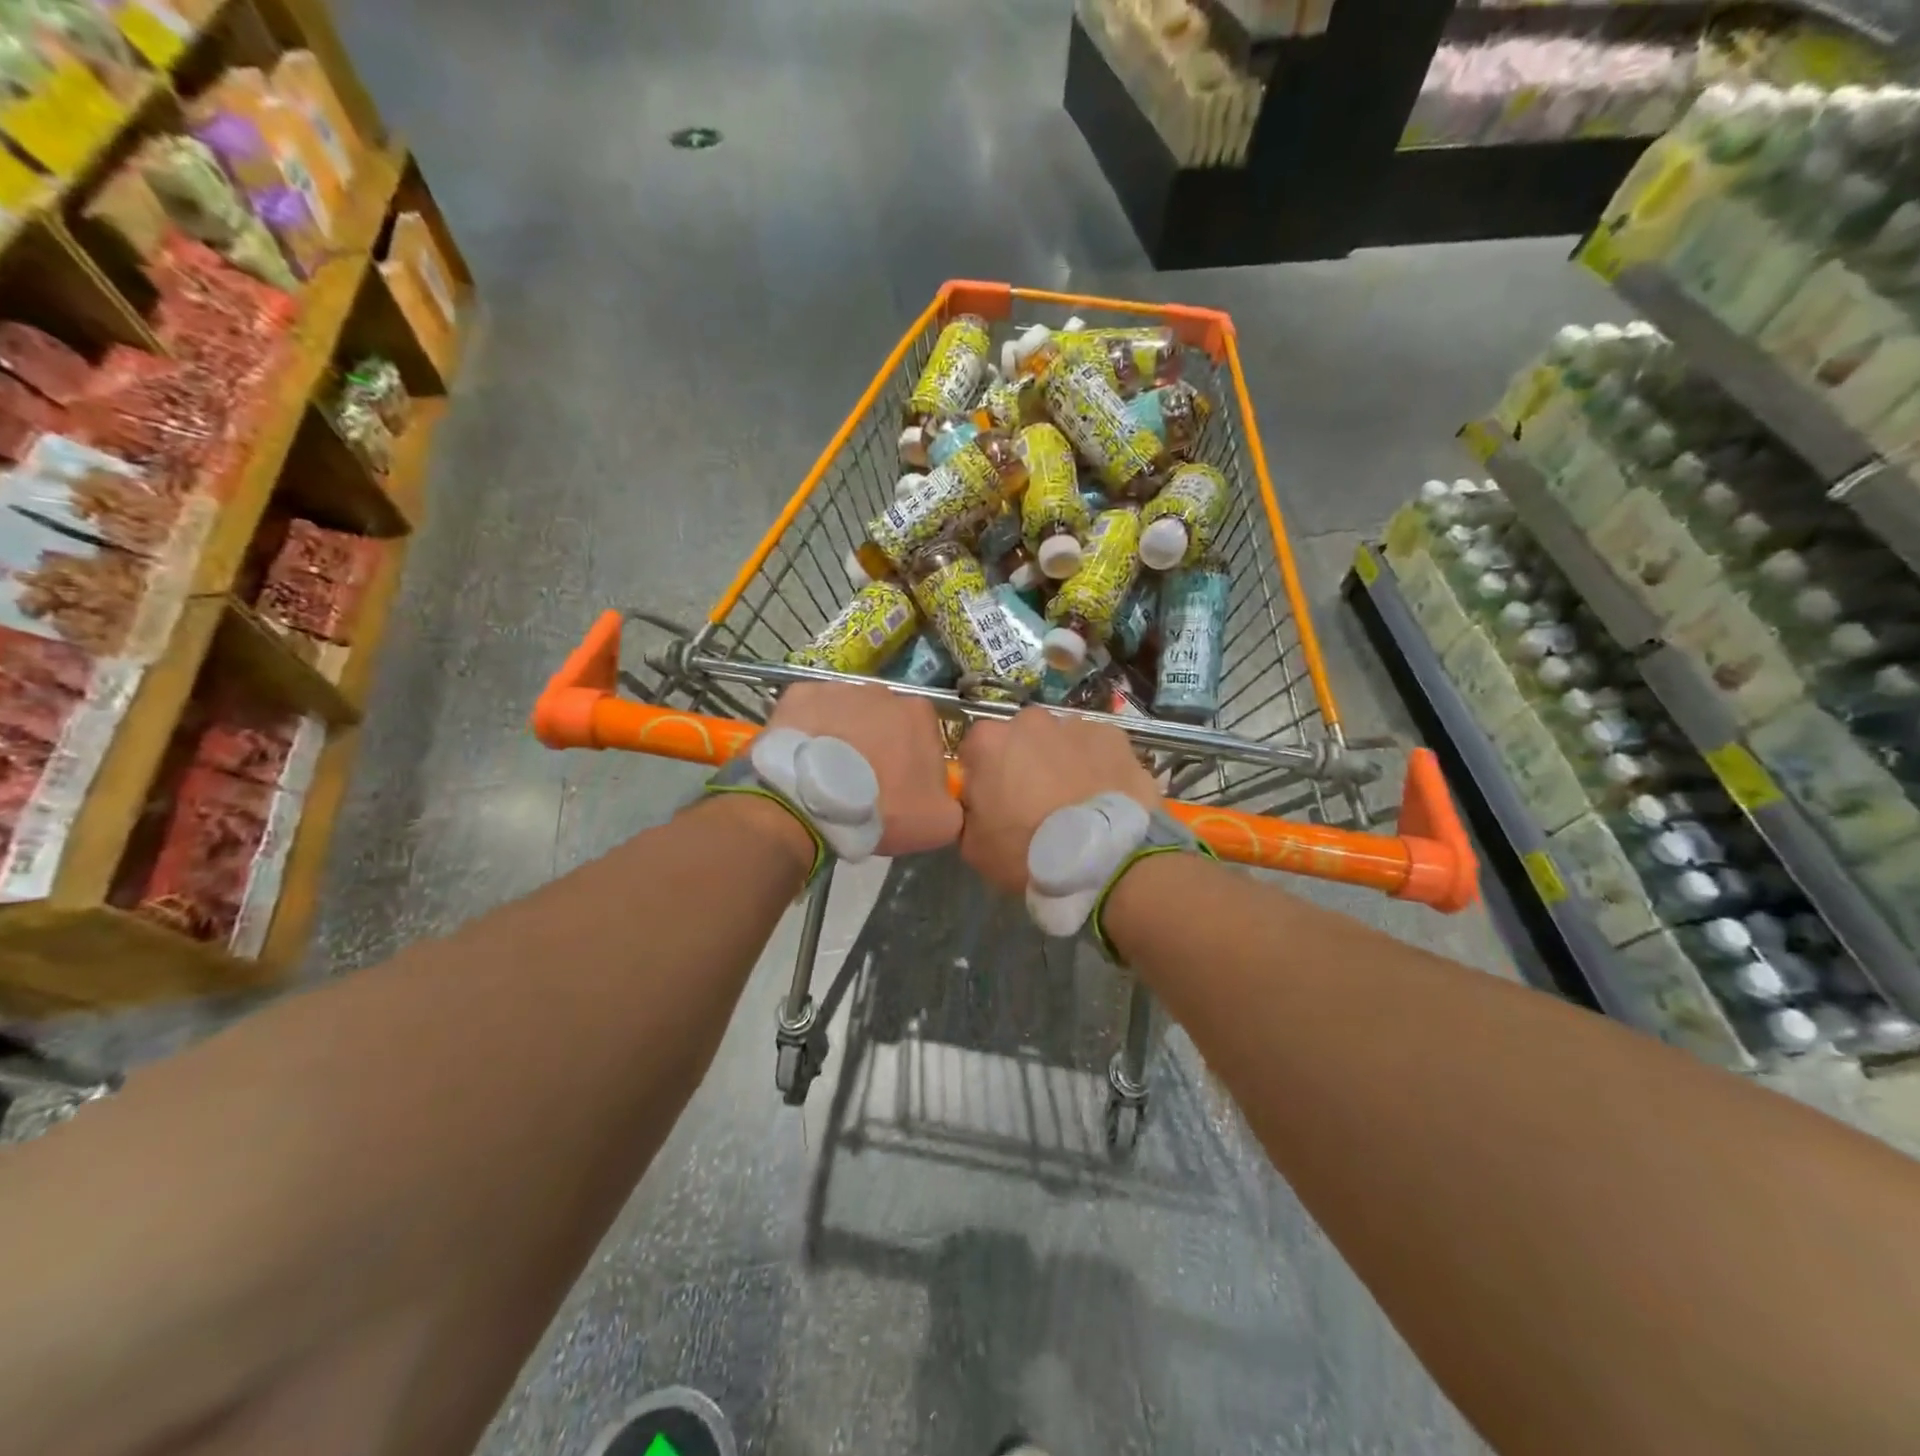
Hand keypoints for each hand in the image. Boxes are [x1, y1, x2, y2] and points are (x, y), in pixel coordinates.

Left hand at [766, 681, 960, 855]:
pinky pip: (811, 711)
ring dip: (845, 736)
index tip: (900, 788)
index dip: (914, 762)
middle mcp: (883, 691)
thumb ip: (954, 801)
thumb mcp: (941, 822)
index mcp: (920, 713)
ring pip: (848, 714)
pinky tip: (804, 757)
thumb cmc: (883, 808)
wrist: (812, 803)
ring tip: (829, 773)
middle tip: (863, 782)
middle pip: (886, 720)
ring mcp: (839, 688)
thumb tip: (945, 793)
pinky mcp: (800, 694)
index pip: (925, 735)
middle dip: (879, 745)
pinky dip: (810, 729)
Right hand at [958, 707, 1159, 894]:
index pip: (975, 751)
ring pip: (1061, 741)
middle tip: (1036, 801)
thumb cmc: (1026, 852)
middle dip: (1025, 762)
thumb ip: (968, 810)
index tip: (995, 801)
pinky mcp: (1114, 737)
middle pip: (1020, 738)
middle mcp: (1030, 721)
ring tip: (1074, 801)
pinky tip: (1102, 796)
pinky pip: (1098, 748)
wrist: (1098, 859)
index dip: (984, 776)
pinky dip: (1097, 766)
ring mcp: (1075, 725)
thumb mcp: (973, 844)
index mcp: (988, 741)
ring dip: (1062, 762)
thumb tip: (977, 801)